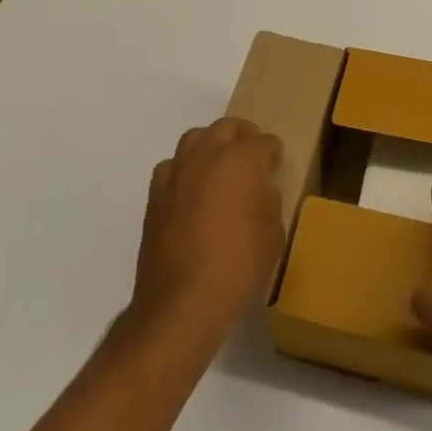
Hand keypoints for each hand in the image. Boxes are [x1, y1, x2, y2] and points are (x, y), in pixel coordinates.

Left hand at [131, 117, 284, 340]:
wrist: (182, 303)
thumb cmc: (238, 265)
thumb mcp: (273, 234)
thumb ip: (268, 201)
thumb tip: (258, 191)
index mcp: (240, 159)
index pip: (263, 142)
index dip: (273, 152)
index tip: (276, 163)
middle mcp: (206, 156)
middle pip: (225, 128)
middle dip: (242, 135)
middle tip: (252, 153)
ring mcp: (176, 174)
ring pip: (193, 139)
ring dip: (209, 146)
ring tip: (219, 167)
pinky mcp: (155, 197)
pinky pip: (171, 168)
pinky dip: (184, 171)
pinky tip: (191, 192)